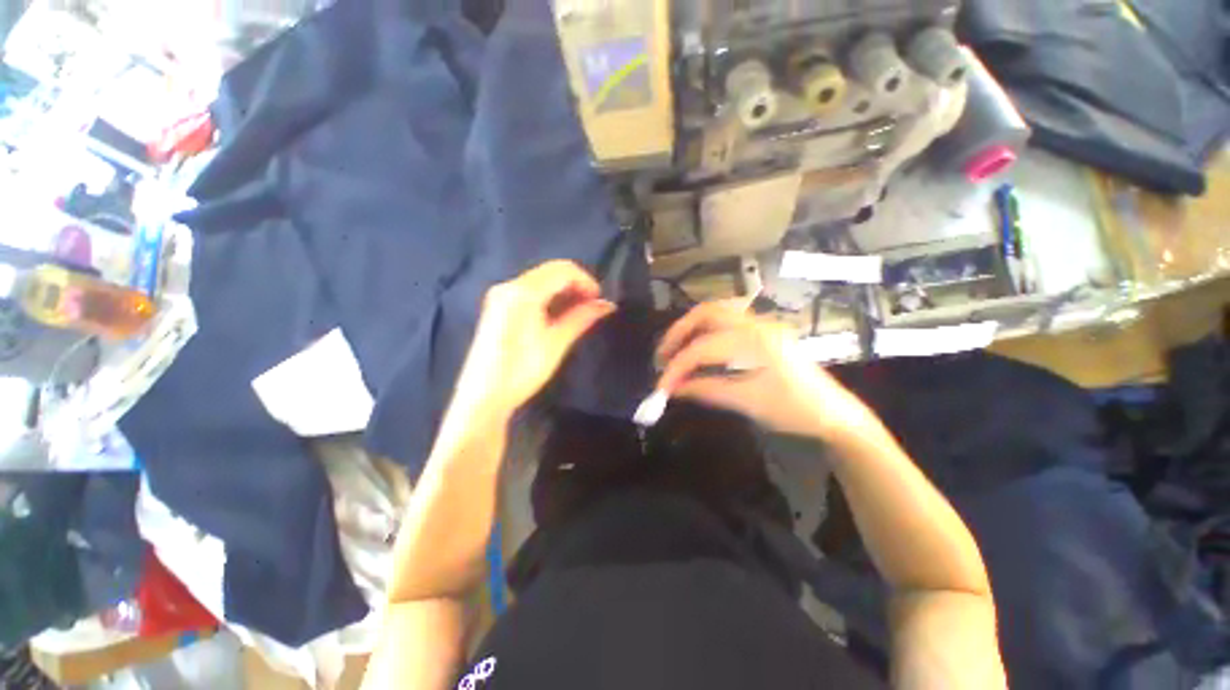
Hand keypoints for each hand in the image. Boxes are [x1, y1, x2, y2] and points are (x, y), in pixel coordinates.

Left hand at [450, 260, 615, 422]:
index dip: (586, 280)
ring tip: (579, 311)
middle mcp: (508, 285)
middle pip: (550, 271)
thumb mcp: (556, 343)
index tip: (599, 300)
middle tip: (592, 306)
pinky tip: (557, 313)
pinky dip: (548, 296)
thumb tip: (607, 305)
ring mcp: (500, 295)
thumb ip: (581, 318)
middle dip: (575, 284)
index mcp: (523, 291)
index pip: (562, 270)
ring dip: (562, 290)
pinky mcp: (497, 306)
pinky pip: (528, 290)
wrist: (483, 397)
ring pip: (540, 280)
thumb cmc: (522, 370)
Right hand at [656, 301, 877, 442]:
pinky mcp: (763, 331)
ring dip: (691, 328)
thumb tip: (674, 388)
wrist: (834, 412)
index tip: (662, 386)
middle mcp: (757, 324)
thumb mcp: (747, 402)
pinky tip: (699, 348)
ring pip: (717, 313)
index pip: (703, 348)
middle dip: (679, 332)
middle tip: (663, 355)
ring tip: (676, 350)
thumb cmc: (794, 410)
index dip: (677, 367)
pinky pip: (727, 322)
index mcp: (755, 341)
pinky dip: (706, 331)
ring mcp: (762, 324)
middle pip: (707, 313)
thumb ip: (707, 389)